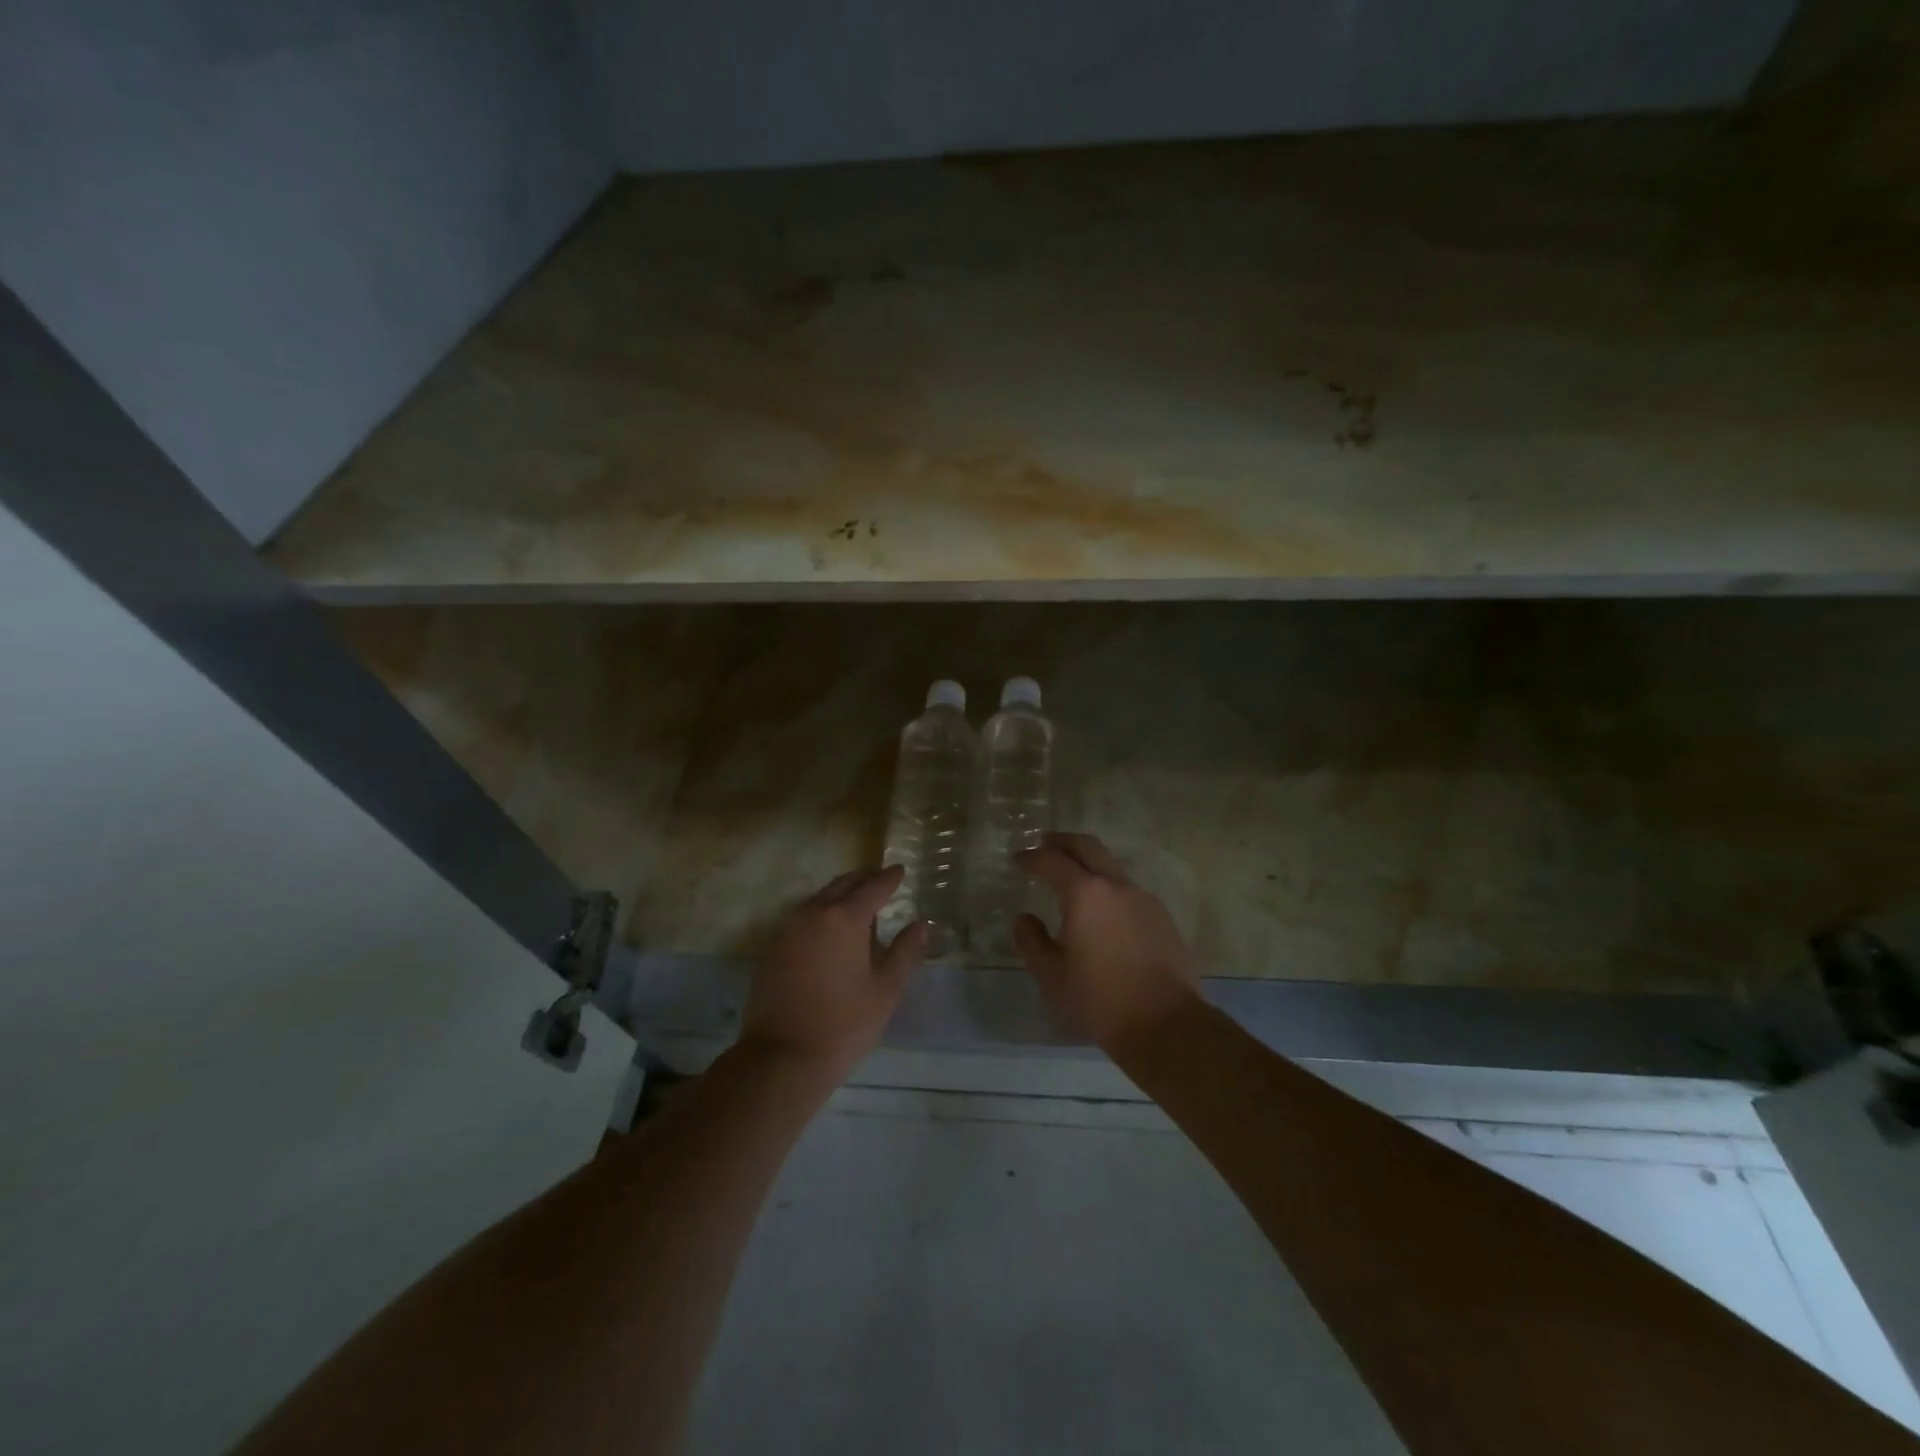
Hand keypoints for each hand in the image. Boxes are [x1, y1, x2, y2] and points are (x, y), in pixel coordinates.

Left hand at [739, 866, 927, 1082]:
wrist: (781, 1058)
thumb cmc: (843, 1024)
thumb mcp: (885, 990)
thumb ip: (905, 952)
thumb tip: (921, 924)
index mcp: (844, 919)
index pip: (872, 887)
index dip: (889, 878)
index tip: (900, 870)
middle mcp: (813, 914)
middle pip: (842, 885)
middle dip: (863, 880)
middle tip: (881, 881)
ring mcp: (787, 931)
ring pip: (819, 899)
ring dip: (840, 896)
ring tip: (859, 905)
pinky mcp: (772, 949)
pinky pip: (802, 918)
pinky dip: (821, 914)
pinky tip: (830, 931)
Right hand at [1014, 833, 1201, 1055]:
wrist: (1166, 1024)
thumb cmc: (1101, 1000)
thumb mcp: (1053, 976)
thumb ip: (1032, 942)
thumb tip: (1023, 919)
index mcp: (1085, 894)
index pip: (1052, 861)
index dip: (1032, 858)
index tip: (1019, 860)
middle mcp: (1116, 886)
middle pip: (1087, 846)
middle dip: (1063, 841)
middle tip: (1045, 845)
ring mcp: (1143, 898)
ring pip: (1111, 866)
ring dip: (1088, 863)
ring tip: (1072, 879)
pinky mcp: (1161, 916)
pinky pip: (1128, 889)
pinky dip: (1108, 886)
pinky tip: (1102, 910)